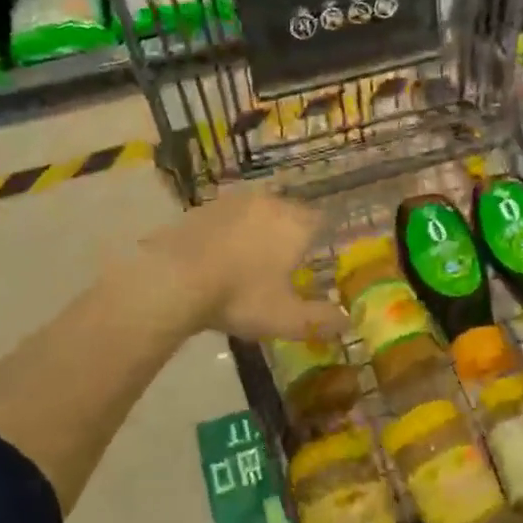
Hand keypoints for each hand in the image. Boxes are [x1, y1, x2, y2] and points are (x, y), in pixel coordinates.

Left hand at [131, 186, 347, 341]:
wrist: (174, 279)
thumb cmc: (241, 296)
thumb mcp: (286, 318)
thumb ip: (321, 319)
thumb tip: (348, 321)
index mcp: (296, 223)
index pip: (320, 222)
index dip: (320, 239)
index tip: (314, 258)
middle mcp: (270, 203)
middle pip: (289, 213)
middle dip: (289, 234)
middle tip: (283, 263)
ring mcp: (234, 201)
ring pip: (258, 211)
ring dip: (258, 230)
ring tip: (250, 259)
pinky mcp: (204, 206)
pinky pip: (229, 217)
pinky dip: (230, 232)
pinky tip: (220, 256)